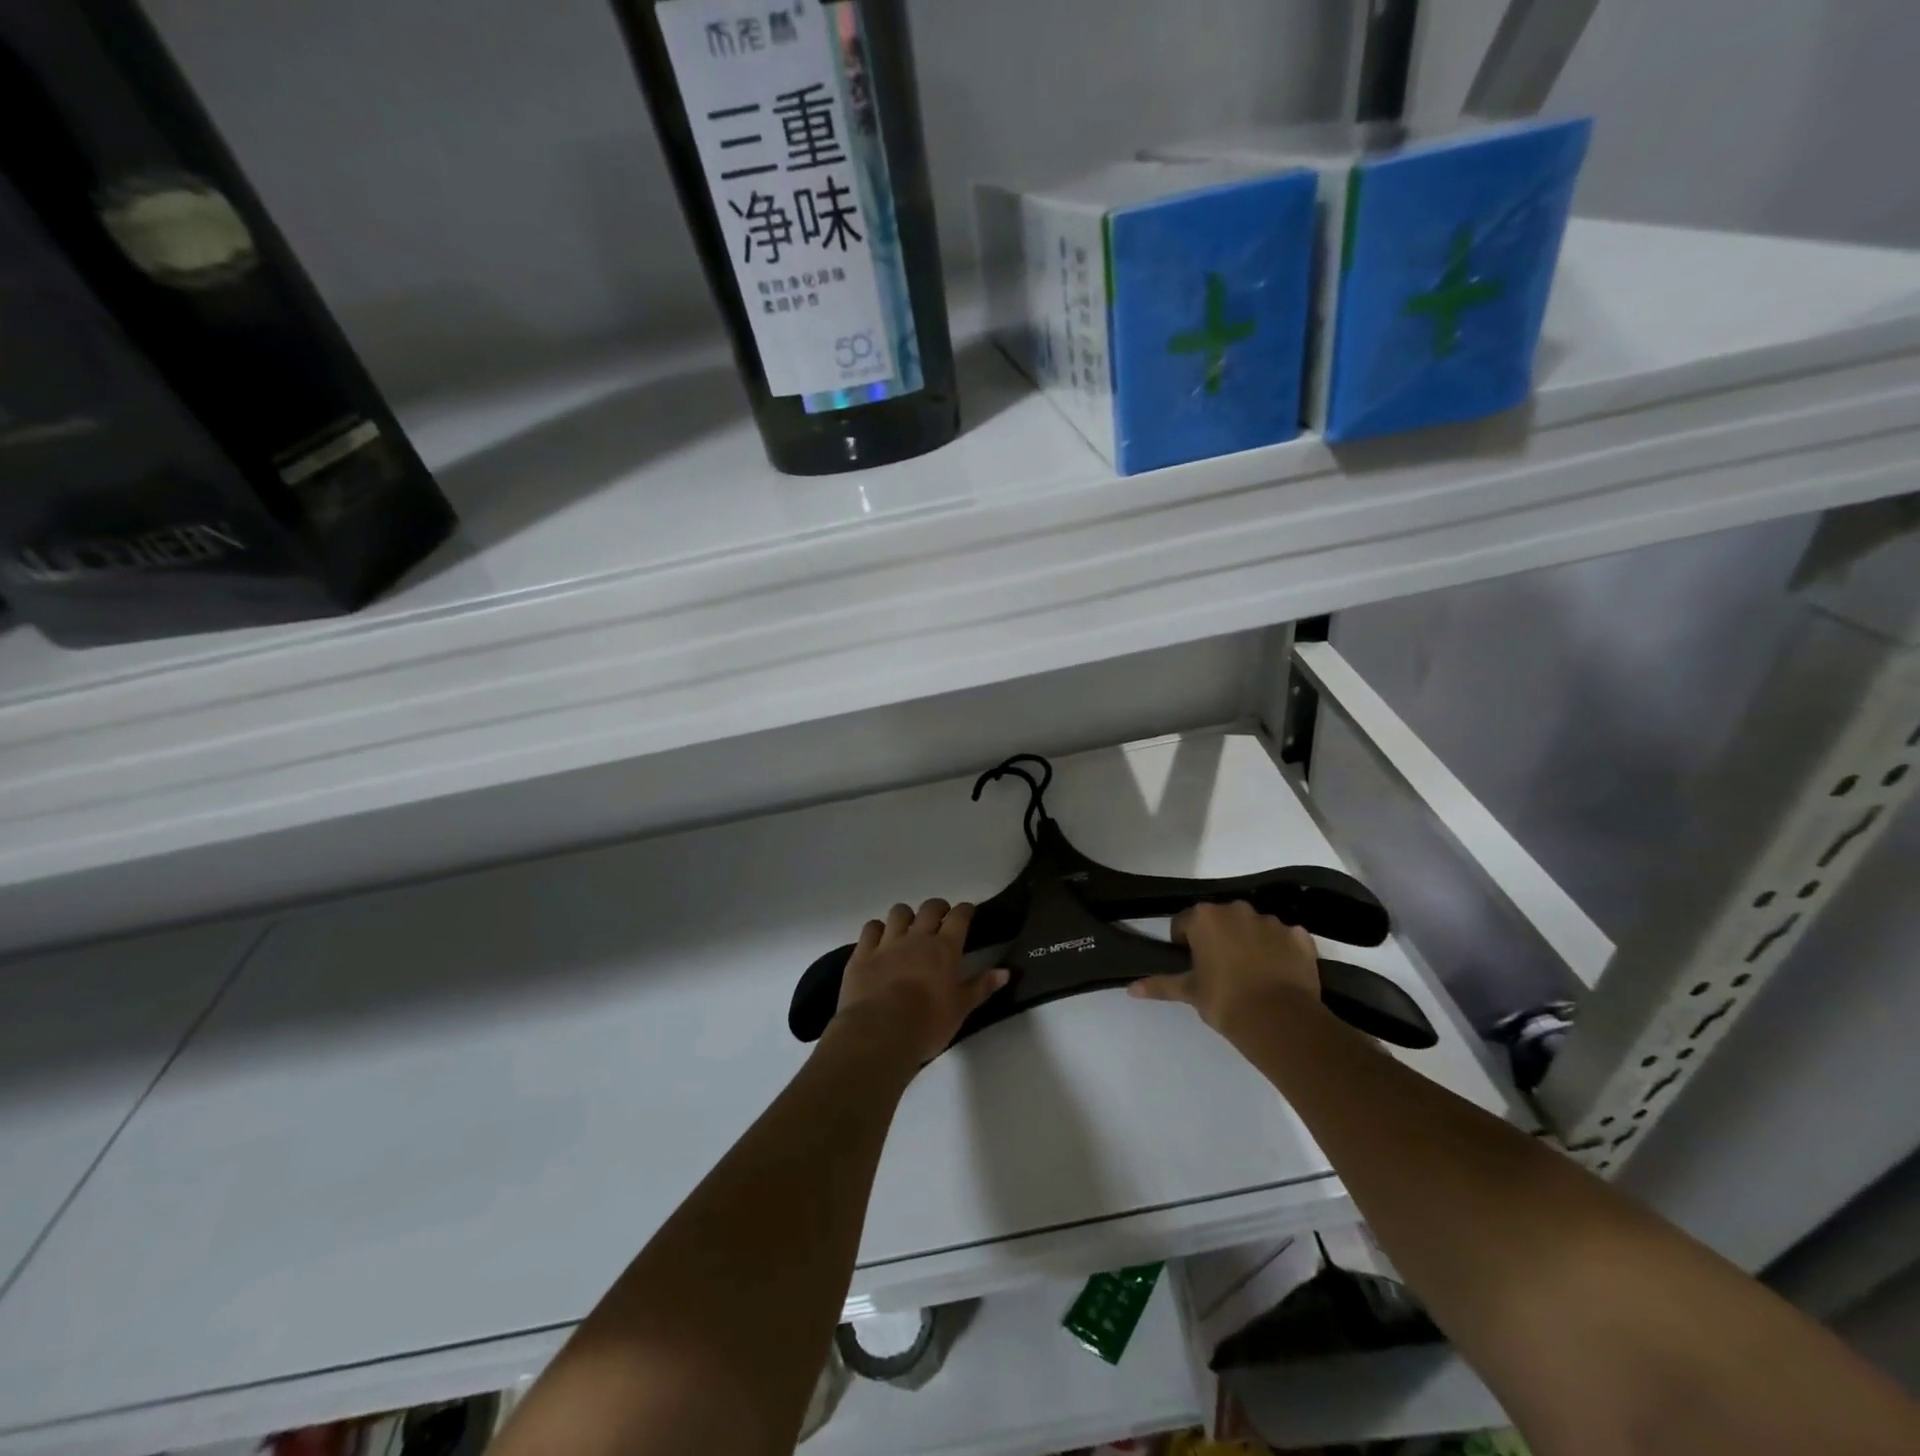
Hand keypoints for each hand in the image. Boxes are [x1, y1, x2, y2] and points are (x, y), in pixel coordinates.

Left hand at [831, 900, 1008, 1064]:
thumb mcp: (961, 1009)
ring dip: (906, 916)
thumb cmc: (927, 1024)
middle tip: (940, 920)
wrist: (879, 1033)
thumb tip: (1005, 972)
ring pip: (898, 912)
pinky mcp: (862, 954)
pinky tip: (879, 939)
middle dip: (937, 908)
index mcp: (944, 949)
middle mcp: (917, 938)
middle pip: (929, 908)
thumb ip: (981, 987)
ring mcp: (887, 943)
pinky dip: (877, 929)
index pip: (959, 917)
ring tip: (908, 928)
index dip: (965, 910)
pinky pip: (870, 929)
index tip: (967, 912)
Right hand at [1128, 900, 1321, 1037]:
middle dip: (1218, 938)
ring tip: (1251, 974)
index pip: (1184, 923)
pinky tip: (1278, 974)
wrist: (1281, 1019)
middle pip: (1220, 920)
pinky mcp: (1299, 936)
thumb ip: (1160, 985)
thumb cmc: (1225, 1001)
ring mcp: (1271, 921)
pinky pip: (1284, 938)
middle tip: (1219, 969)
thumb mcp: (1189, 993)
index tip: (1191, 965)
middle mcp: (1236, 910)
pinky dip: (1279, 950)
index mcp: (1205, 918)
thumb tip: (1130, 989)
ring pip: (1253, 927)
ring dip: (1249, 942)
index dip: (1184, 943)